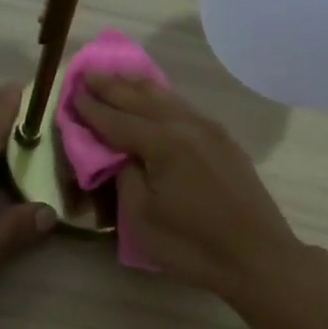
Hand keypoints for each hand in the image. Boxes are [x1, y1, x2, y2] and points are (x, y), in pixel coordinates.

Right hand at [73, 75, 305, 301]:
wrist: (257, 257)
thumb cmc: (191, 244)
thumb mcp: (141, 217)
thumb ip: (125, 177)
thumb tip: (122, 156)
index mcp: (162, 142)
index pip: (116, 120)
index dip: (91, 108)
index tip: (71, 93)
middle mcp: (186, 125)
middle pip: (142, 99)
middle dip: (112, 86)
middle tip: (88, 72)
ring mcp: (211, 131)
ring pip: (168, 99)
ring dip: (139, 87)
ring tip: (119, 77)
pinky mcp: (225, 143)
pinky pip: (185, 110)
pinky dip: (163, 100)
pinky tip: (158, 100)